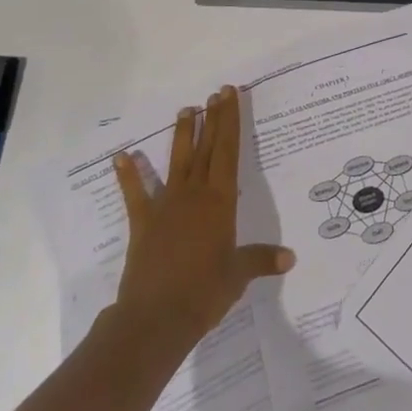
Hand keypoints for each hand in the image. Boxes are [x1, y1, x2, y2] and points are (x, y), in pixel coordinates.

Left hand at [109, 84, 294, 356]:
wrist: (156, 317)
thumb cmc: (204, 292)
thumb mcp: (238, 275)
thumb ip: (261, 260)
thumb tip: (290, 258)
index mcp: (221, 201)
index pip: (229, 151)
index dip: (230, 121)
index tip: (230, 95)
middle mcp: (195, 195)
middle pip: (206, 148)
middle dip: (213, 118)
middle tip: (216, 93)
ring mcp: (166, 205)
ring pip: (177, 161)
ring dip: (182, 135)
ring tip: (186, 110)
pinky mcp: (143, 222)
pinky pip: (135, 193)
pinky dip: (128, 175)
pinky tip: (121, 156)